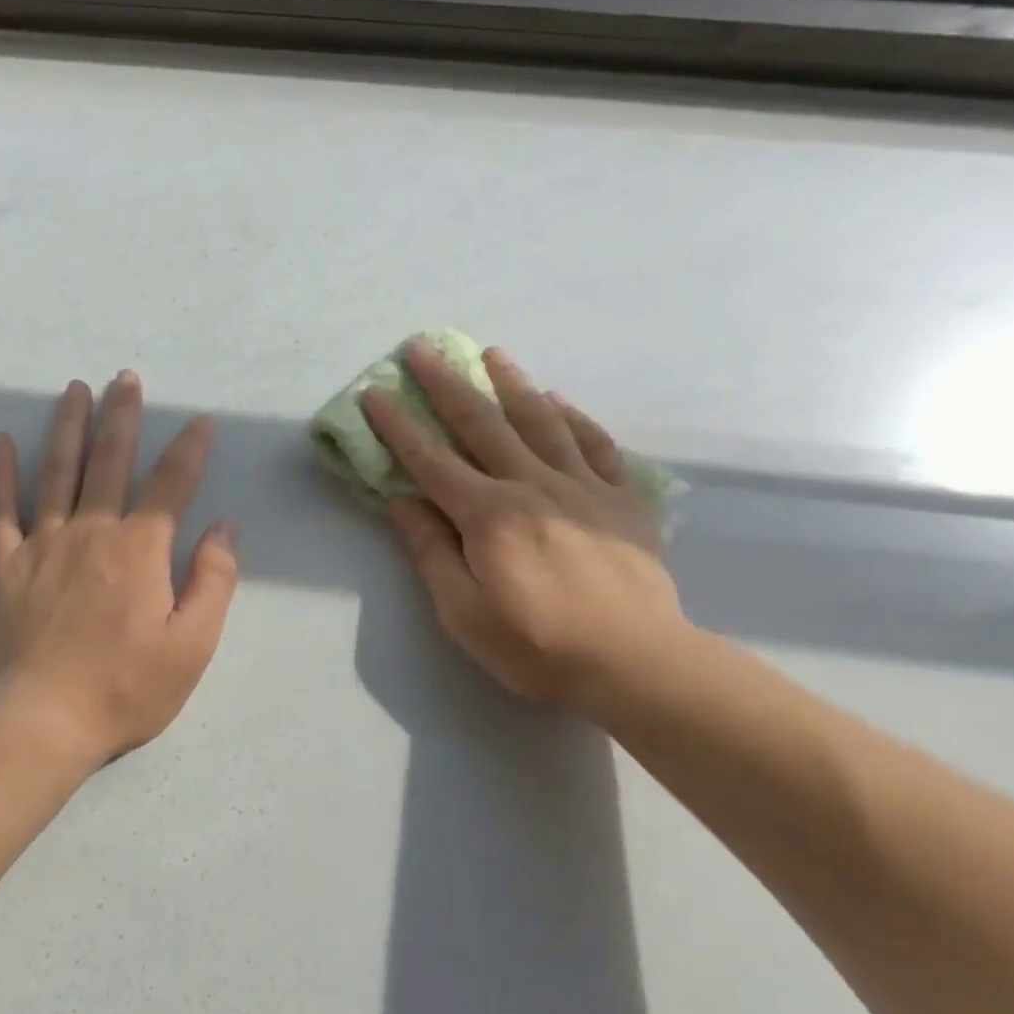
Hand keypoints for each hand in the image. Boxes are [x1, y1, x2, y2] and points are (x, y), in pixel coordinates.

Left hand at [0, 372, 239, 768]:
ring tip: (75, 390)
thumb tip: (225, 528)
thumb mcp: (192, 645)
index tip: (202, 422)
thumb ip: (213, 581)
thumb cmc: (125, 688)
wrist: (40, 721)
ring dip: (68, 427)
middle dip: (122, 417)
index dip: (190, 450)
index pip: (172, 485)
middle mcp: (92, 532)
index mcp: (141, 549)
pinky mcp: (3, 566)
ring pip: (57, 472)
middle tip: (125, 379)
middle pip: (110, 462)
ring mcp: (42, 545)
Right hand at [362, 342, 686, 718]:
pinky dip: (574, 417)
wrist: (638, 665)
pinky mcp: (623, 499)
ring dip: (511, 383)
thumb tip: (402, 500)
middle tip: (422, 349)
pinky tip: (558, 400)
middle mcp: (532, 486)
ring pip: (541, 421)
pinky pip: (596, 445)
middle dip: (446, 384)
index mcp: (488, 516)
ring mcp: (583, 487)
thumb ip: (432, 552)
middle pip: (482, 424)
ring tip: (492, 353)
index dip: (398, 426)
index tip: (375, 393)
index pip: (430, 461)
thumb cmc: (539, 647)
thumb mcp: (464, 614)